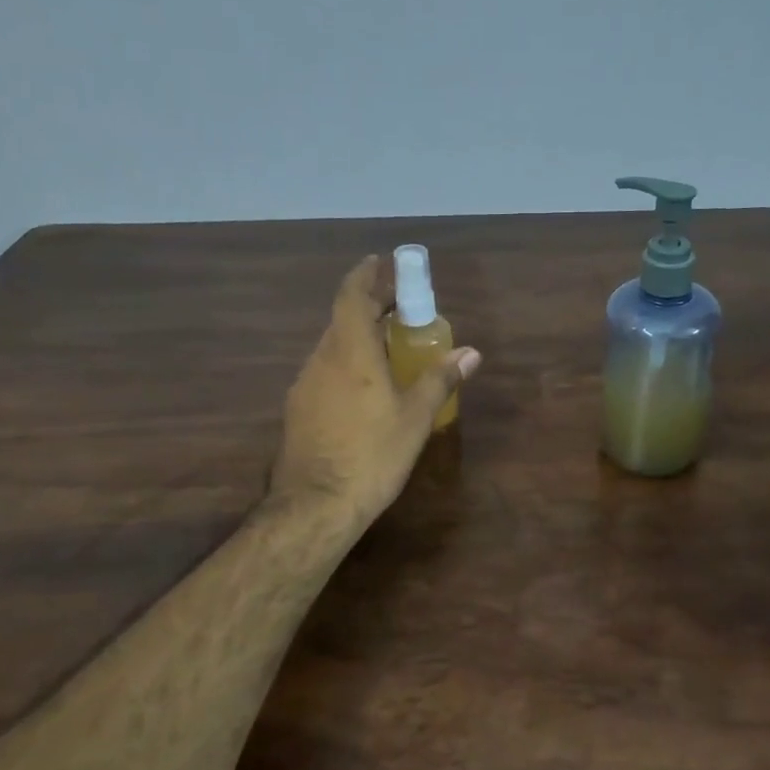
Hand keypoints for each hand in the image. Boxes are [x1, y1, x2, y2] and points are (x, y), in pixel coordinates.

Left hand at [269, 255, 480, 525]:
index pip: (352, 295)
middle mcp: (321, 359)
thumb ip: (440, 379)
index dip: (366, 275)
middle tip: (400, 308)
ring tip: (389, 347)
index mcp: (350, 351)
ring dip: (359, 337)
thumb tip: (471, 353)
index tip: (382, 262)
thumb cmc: (371, 455)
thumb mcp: (414, 418)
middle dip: (370, 307)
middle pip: (343, 319)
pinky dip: (347, 364)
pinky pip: (326, 372)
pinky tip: (366, 388)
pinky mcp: (298, 410)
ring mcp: (305, 385)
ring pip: (333, 347)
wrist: (314, 506)